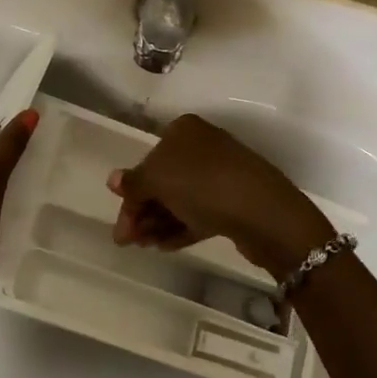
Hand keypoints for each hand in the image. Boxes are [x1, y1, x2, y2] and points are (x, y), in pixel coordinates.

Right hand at [109, 114, 332, 276]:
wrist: (263, 212)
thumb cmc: (203, 185)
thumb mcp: (158, 180)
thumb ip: (133, 183)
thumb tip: (113, 180)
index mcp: (183, 131)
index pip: (148, 161)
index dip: (130, 194)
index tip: (121, 227)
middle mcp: (202, 146)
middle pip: (162, 181)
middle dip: (143, 212)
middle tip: (129, 242)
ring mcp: (221, 174)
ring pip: (180, 199)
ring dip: (158, 222)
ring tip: (146, 247)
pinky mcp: (233, 201)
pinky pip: (199, 213)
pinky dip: (179, 228)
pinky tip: (164, 247)